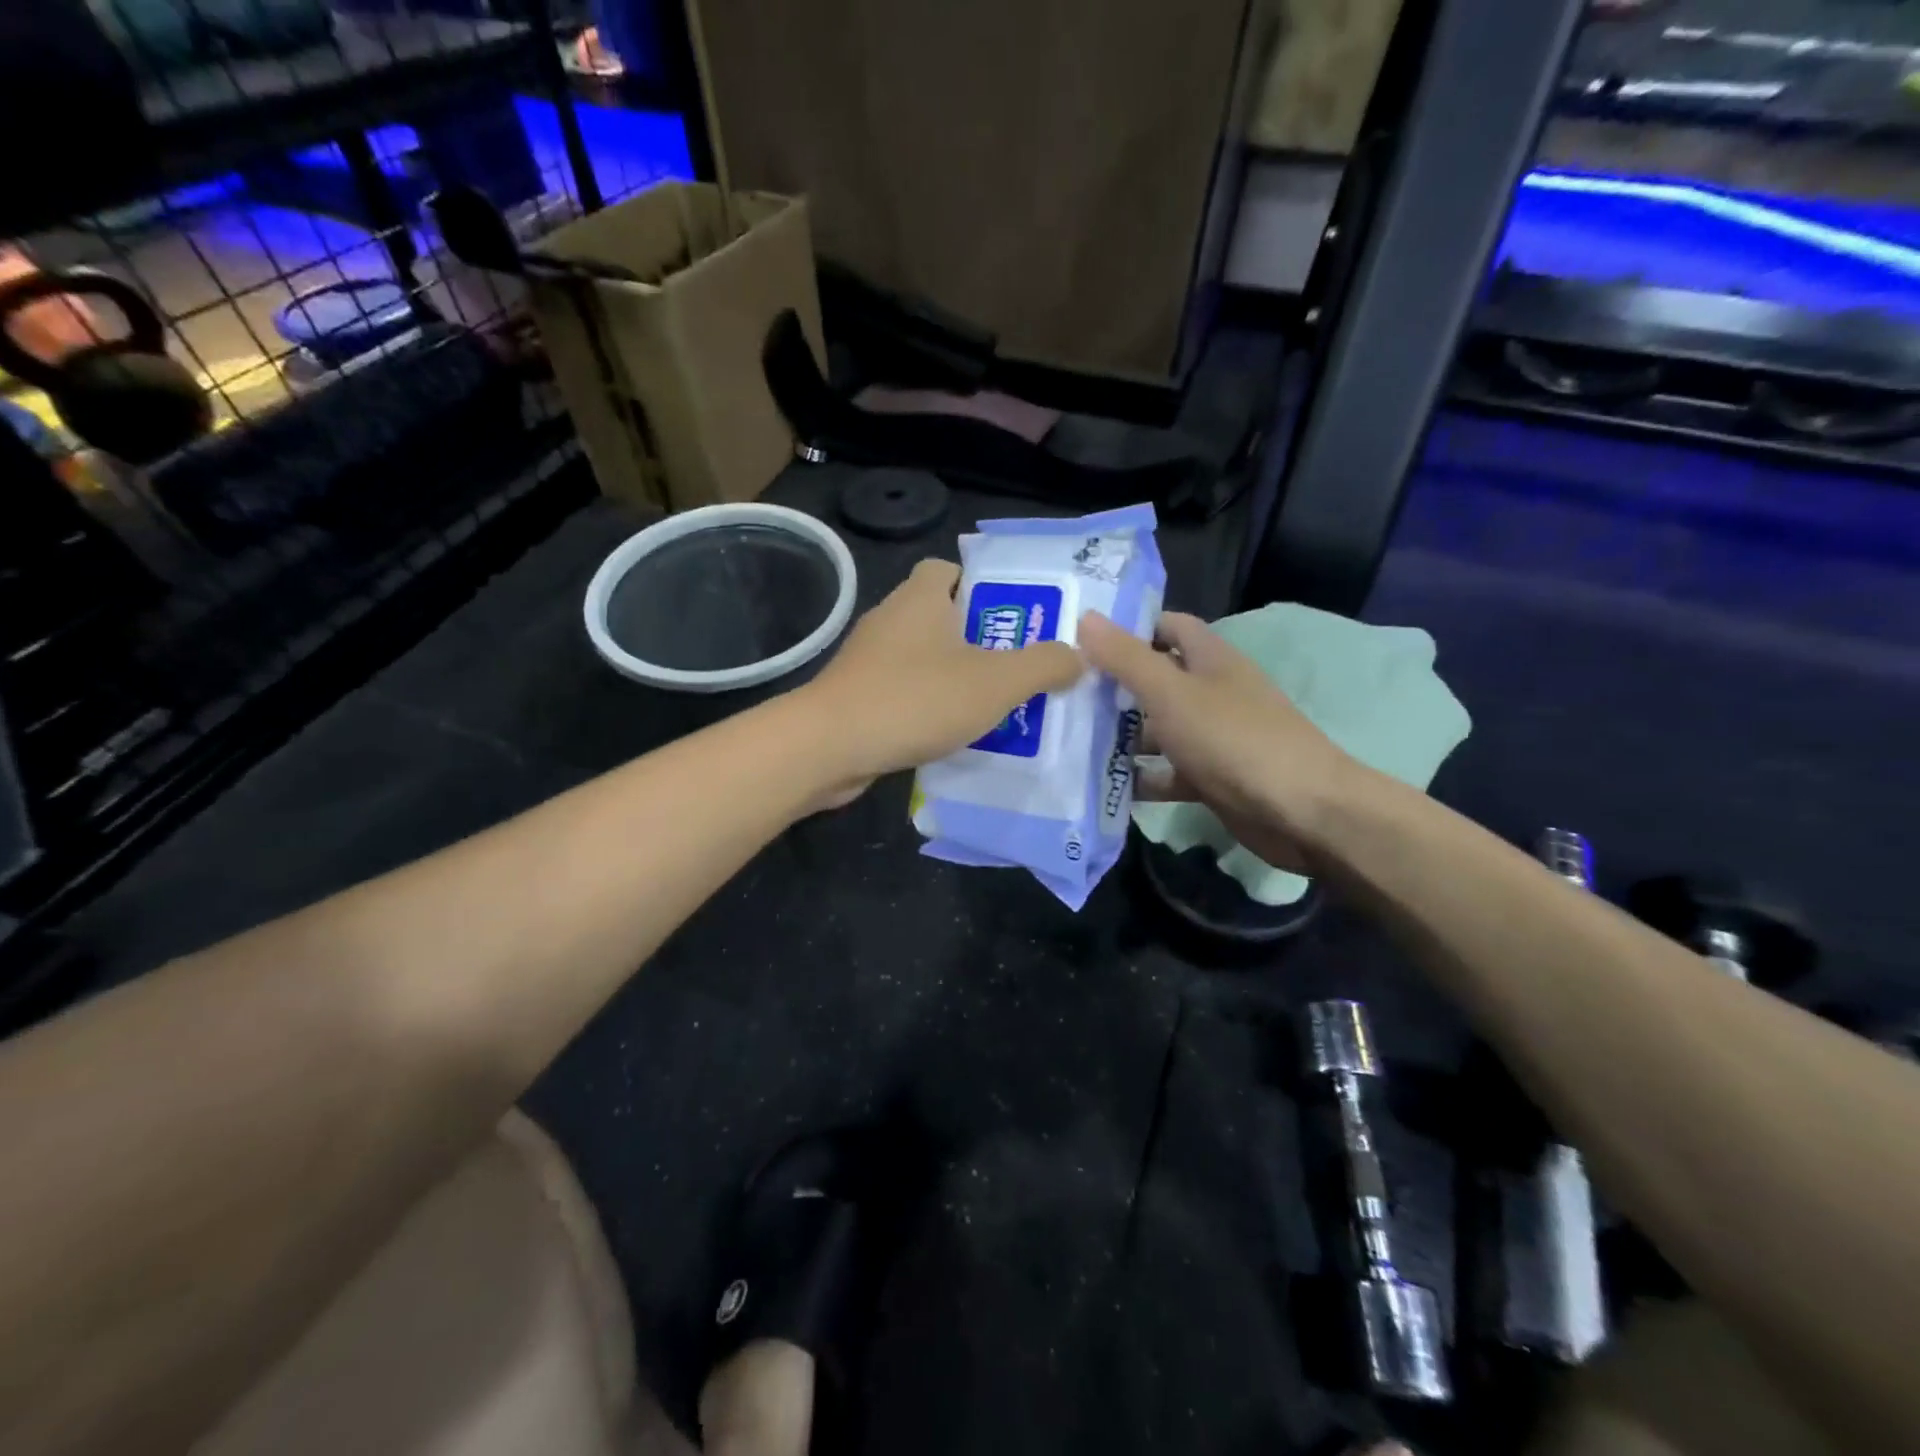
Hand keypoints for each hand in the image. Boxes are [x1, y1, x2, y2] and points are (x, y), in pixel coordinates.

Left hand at [797, 560, 1083, 802]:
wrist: (829, 747)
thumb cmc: (916, 699)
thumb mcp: (996, 682)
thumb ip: (1044, 665)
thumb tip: (1077, 656)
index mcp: (921, 598)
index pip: (950, 569)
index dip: (984, 585)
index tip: (1016, 618)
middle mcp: (891, 619)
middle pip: (942, 617)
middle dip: (981, 639)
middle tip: (1021, 668)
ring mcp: (869, 660)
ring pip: (924, 658)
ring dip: (956, 677)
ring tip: (997, 706)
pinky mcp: (857, 696)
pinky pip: (905, 692)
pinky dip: (929, 706)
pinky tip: (954, 734)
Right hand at [1077, 610, 1353, 871]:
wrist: (1300, 811)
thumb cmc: (1233, 739)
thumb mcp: (1171, 692)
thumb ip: (1126, 658)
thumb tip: (1085, 617)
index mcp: (1210, 659)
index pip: (1167, 627)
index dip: (1129, 627)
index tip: (1081, 637)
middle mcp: (1211, 692)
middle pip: (1156, 680)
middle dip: (1113, 687)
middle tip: (1061, 693)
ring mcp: (1212, 737)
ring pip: (1158, 729)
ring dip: (1121, 736)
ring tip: (1069, 741)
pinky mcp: (1211, 778)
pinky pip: (1167, 772)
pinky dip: (1141, 778)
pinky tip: (1103, 785)